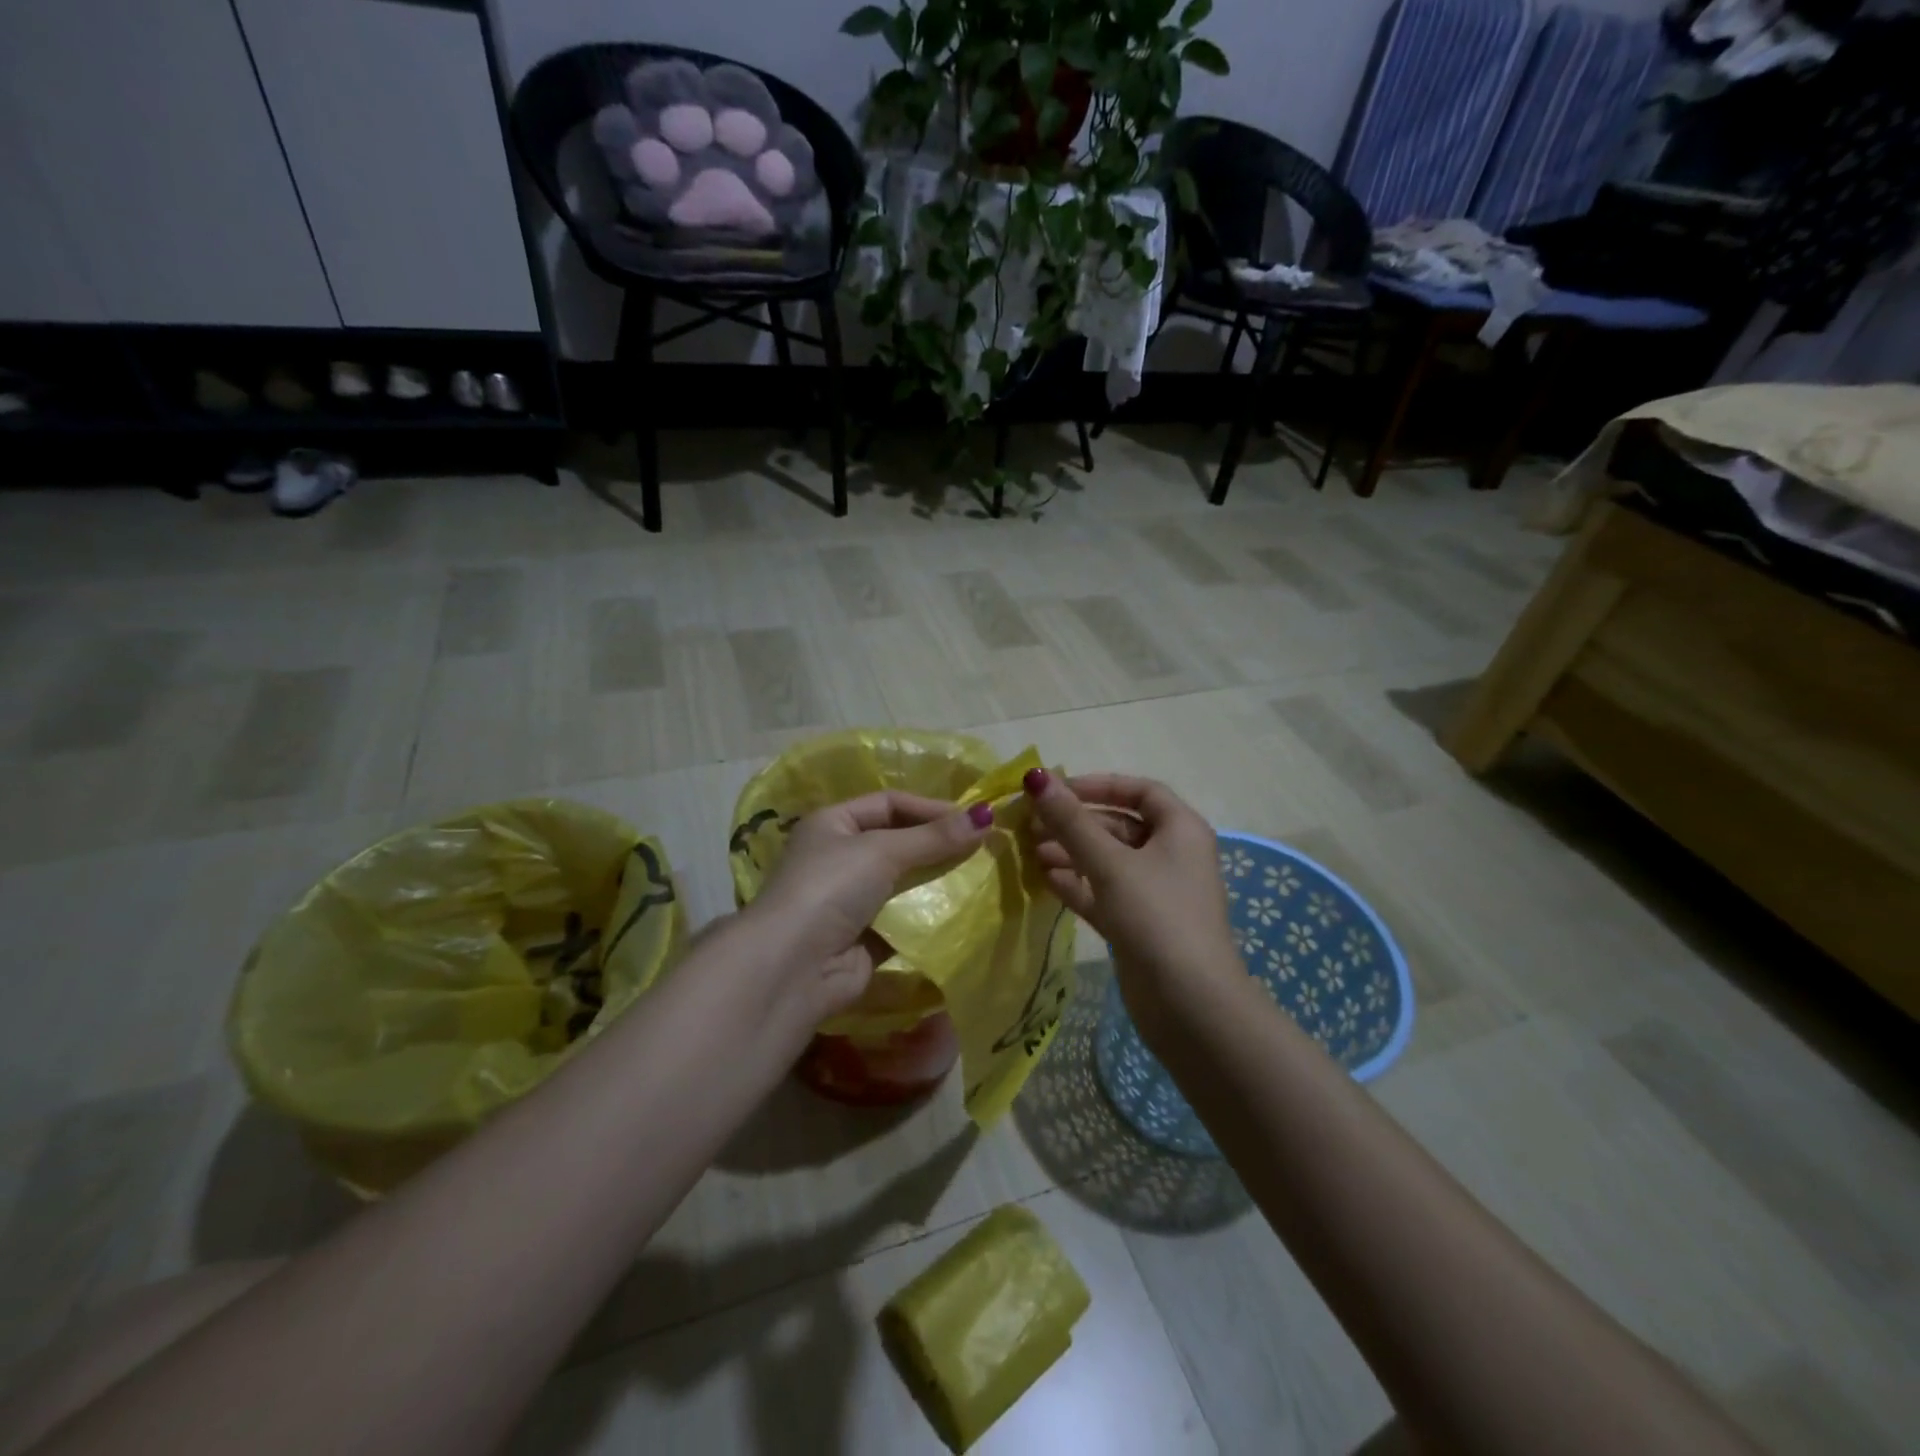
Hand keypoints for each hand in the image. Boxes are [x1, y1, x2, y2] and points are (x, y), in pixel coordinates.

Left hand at [746, 791, 993, 1024]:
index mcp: (834, 824)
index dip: (931, 808)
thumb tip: (986, 815)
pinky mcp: (865, 938)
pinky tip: (963, 913)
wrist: (793, 967)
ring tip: (981, 877)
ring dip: (938, 881)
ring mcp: (851, 900)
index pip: (890, 804)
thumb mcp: (882, 851)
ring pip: (905, 883)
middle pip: (899, 843)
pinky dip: (929, 918)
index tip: (974, 819)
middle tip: (985, 847)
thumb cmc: (830, 888)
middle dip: (939, 845)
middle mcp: (840, 858)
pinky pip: (905, 920)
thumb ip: (934, 837)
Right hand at [1022, 769, 1241, 1037]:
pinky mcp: (1139, 925)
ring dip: (1071, 854)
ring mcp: (1155, 893)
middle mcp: (1171, 855)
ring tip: (1030, 853)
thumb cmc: (1156, 916)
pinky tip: (1044, 880)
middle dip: (1076, 824)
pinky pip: (1104, 893)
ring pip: (1108, 861)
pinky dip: (1077, 884)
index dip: (1099, 785)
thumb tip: (1034, 777)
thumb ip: (1070, 821)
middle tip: (1031, 825)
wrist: (1189, 1004)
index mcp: (1180, 830)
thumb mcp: (1110, 863)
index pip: (1140, 791)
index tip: (1057, 791)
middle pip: (1119, 826)